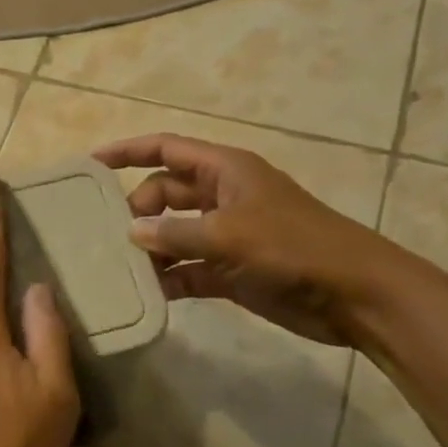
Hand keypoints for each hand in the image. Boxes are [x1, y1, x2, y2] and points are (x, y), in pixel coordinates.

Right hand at [93, 134, 397, 345]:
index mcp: (224, 171)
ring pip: (173, 233)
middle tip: (108, 234)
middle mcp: (221, 197)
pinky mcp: (231, 271)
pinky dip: (168, 278)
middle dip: (136, 210)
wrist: (357, 296)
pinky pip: (187, 269)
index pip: (165, 149)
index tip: (90, 165)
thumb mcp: (229, 234)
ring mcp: (226, 235)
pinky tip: (146, 293)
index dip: (127, 151)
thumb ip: (175, 233)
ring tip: (116, 266)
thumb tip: (132, 233)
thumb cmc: (294, 248)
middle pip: (163, 193)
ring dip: (149, 248)